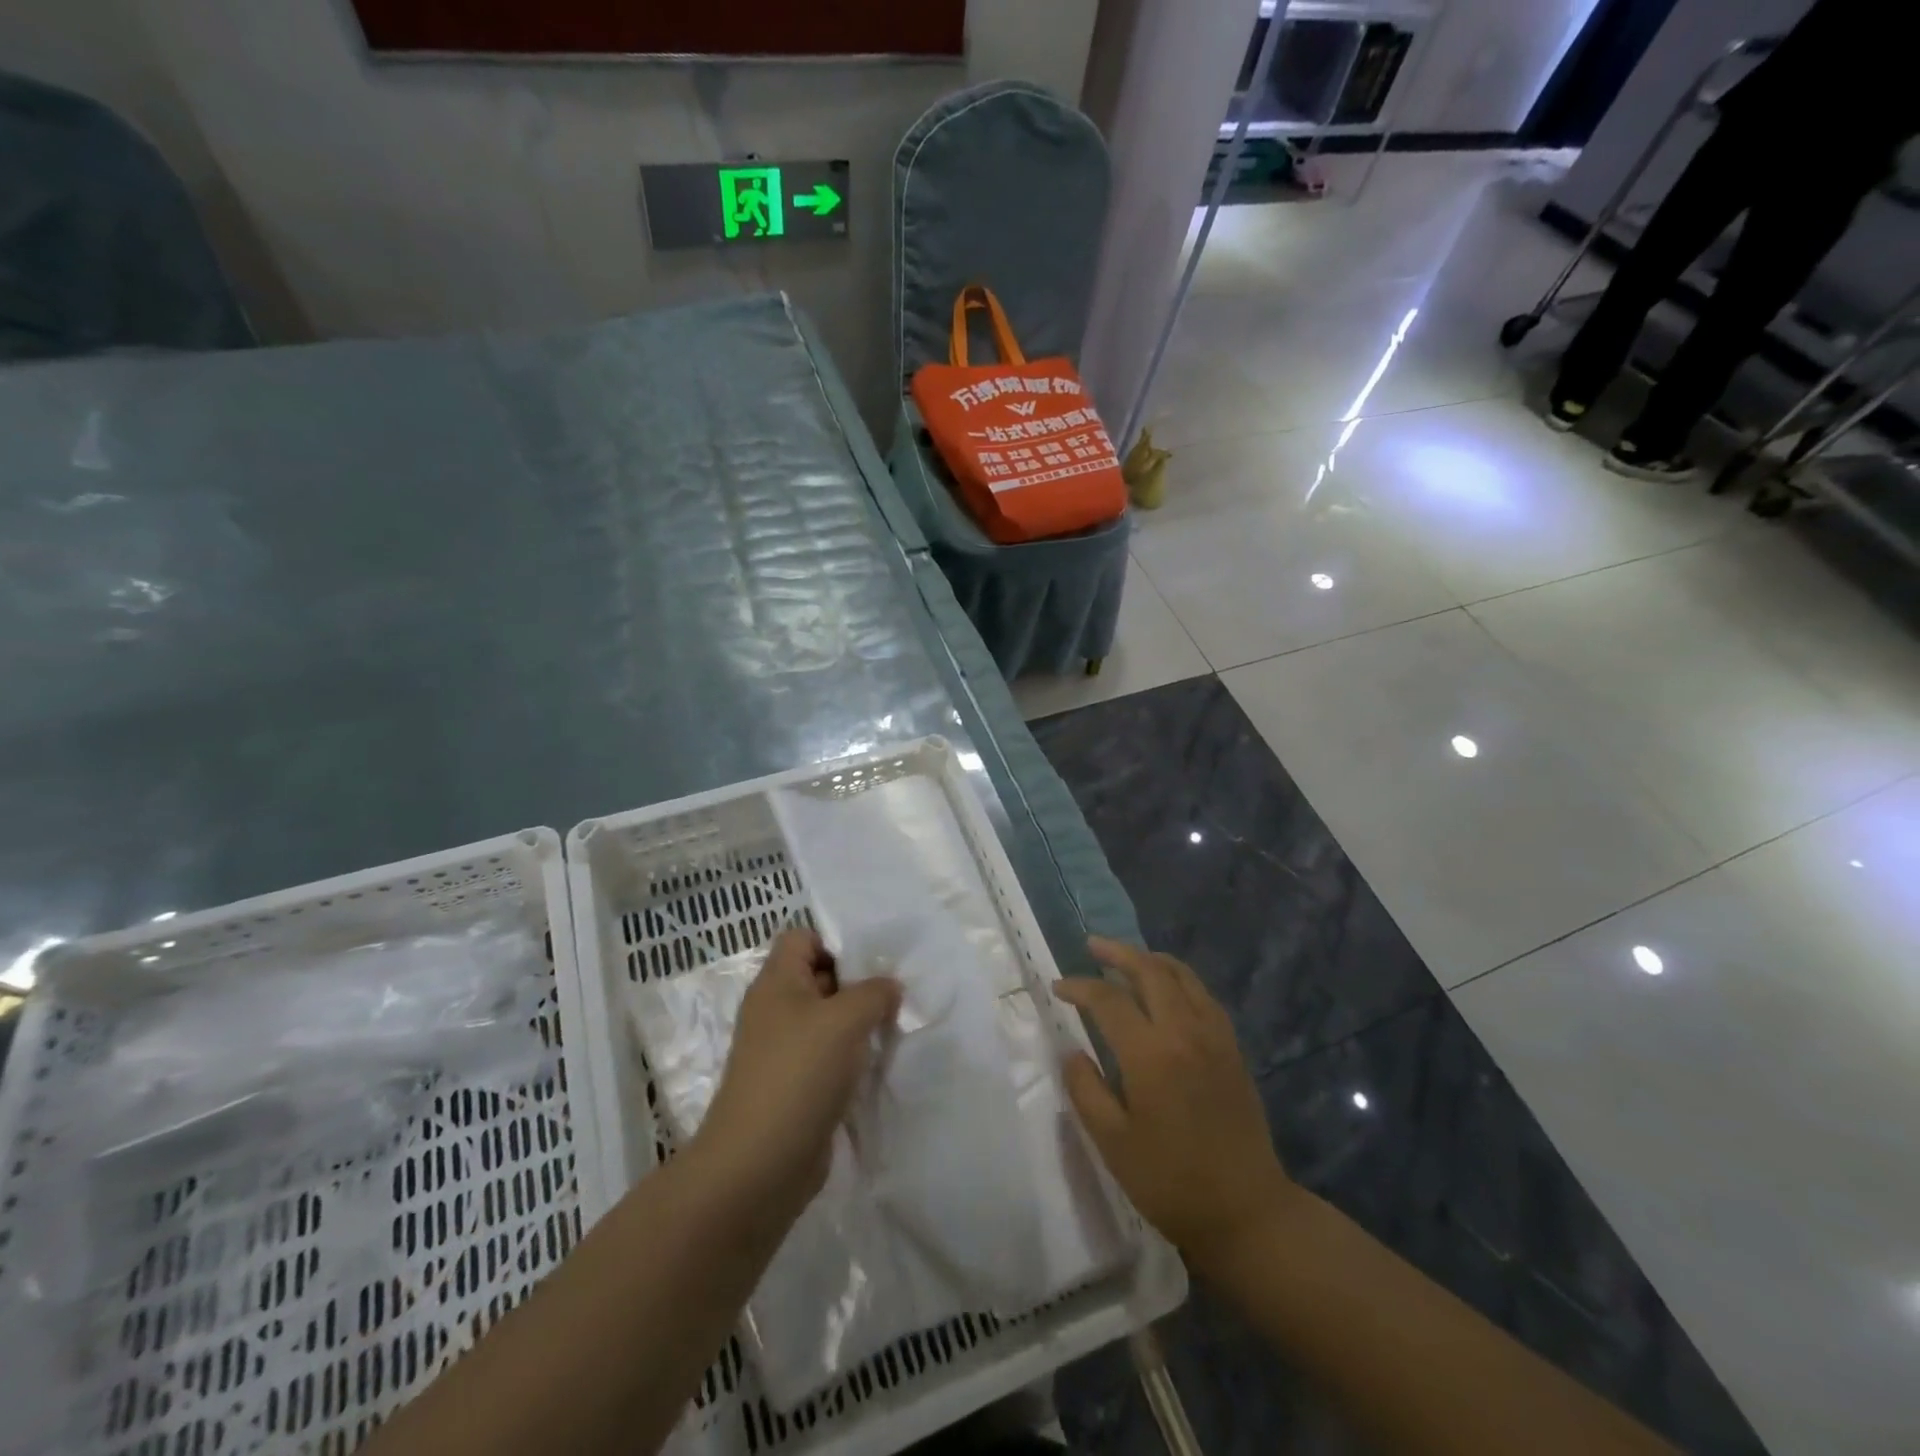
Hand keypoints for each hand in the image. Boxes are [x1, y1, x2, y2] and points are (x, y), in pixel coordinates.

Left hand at [692, 927, 900, 1223]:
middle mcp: (776, 1010)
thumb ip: (874, 992)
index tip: (874, 963)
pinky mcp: (795, 1086)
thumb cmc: (799, 1074)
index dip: (836, 942)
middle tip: (897, 993)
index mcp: (777, 982)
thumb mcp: (846, 1019)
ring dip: (859, 1023)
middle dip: (858, 982)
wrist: (758, 1165)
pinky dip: (851, 1058)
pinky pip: (828, 1057)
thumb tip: (889, 987)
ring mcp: (783, 1051)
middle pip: (819, 977)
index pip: (803, 938)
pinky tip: (879, 1065)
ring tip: (894, 1028)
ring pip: (828, 1020)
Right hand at [1056, 937, 1292, 1277]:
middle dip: (1117, 953)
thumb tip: (1071, 1051)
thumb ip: (1085, 1090)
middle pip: (1149, 970)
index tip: (1058, 988)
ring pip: (1181, 975)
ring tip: (1126, 959)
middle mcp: (1185, 1031)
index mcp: (1151, 1054)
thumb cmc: (1172, 1182)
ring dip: (1149, 959)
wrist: (1248, 1212)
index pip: (1108, 1000)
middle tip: (1092, 946)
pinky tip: (1166, 989)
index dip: (1079, 987)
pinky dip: (1178, 978)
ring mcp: (1214, 1036)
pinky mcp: (1232, 1048)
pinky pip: (1202, 994)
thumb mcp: (1113, 1144)